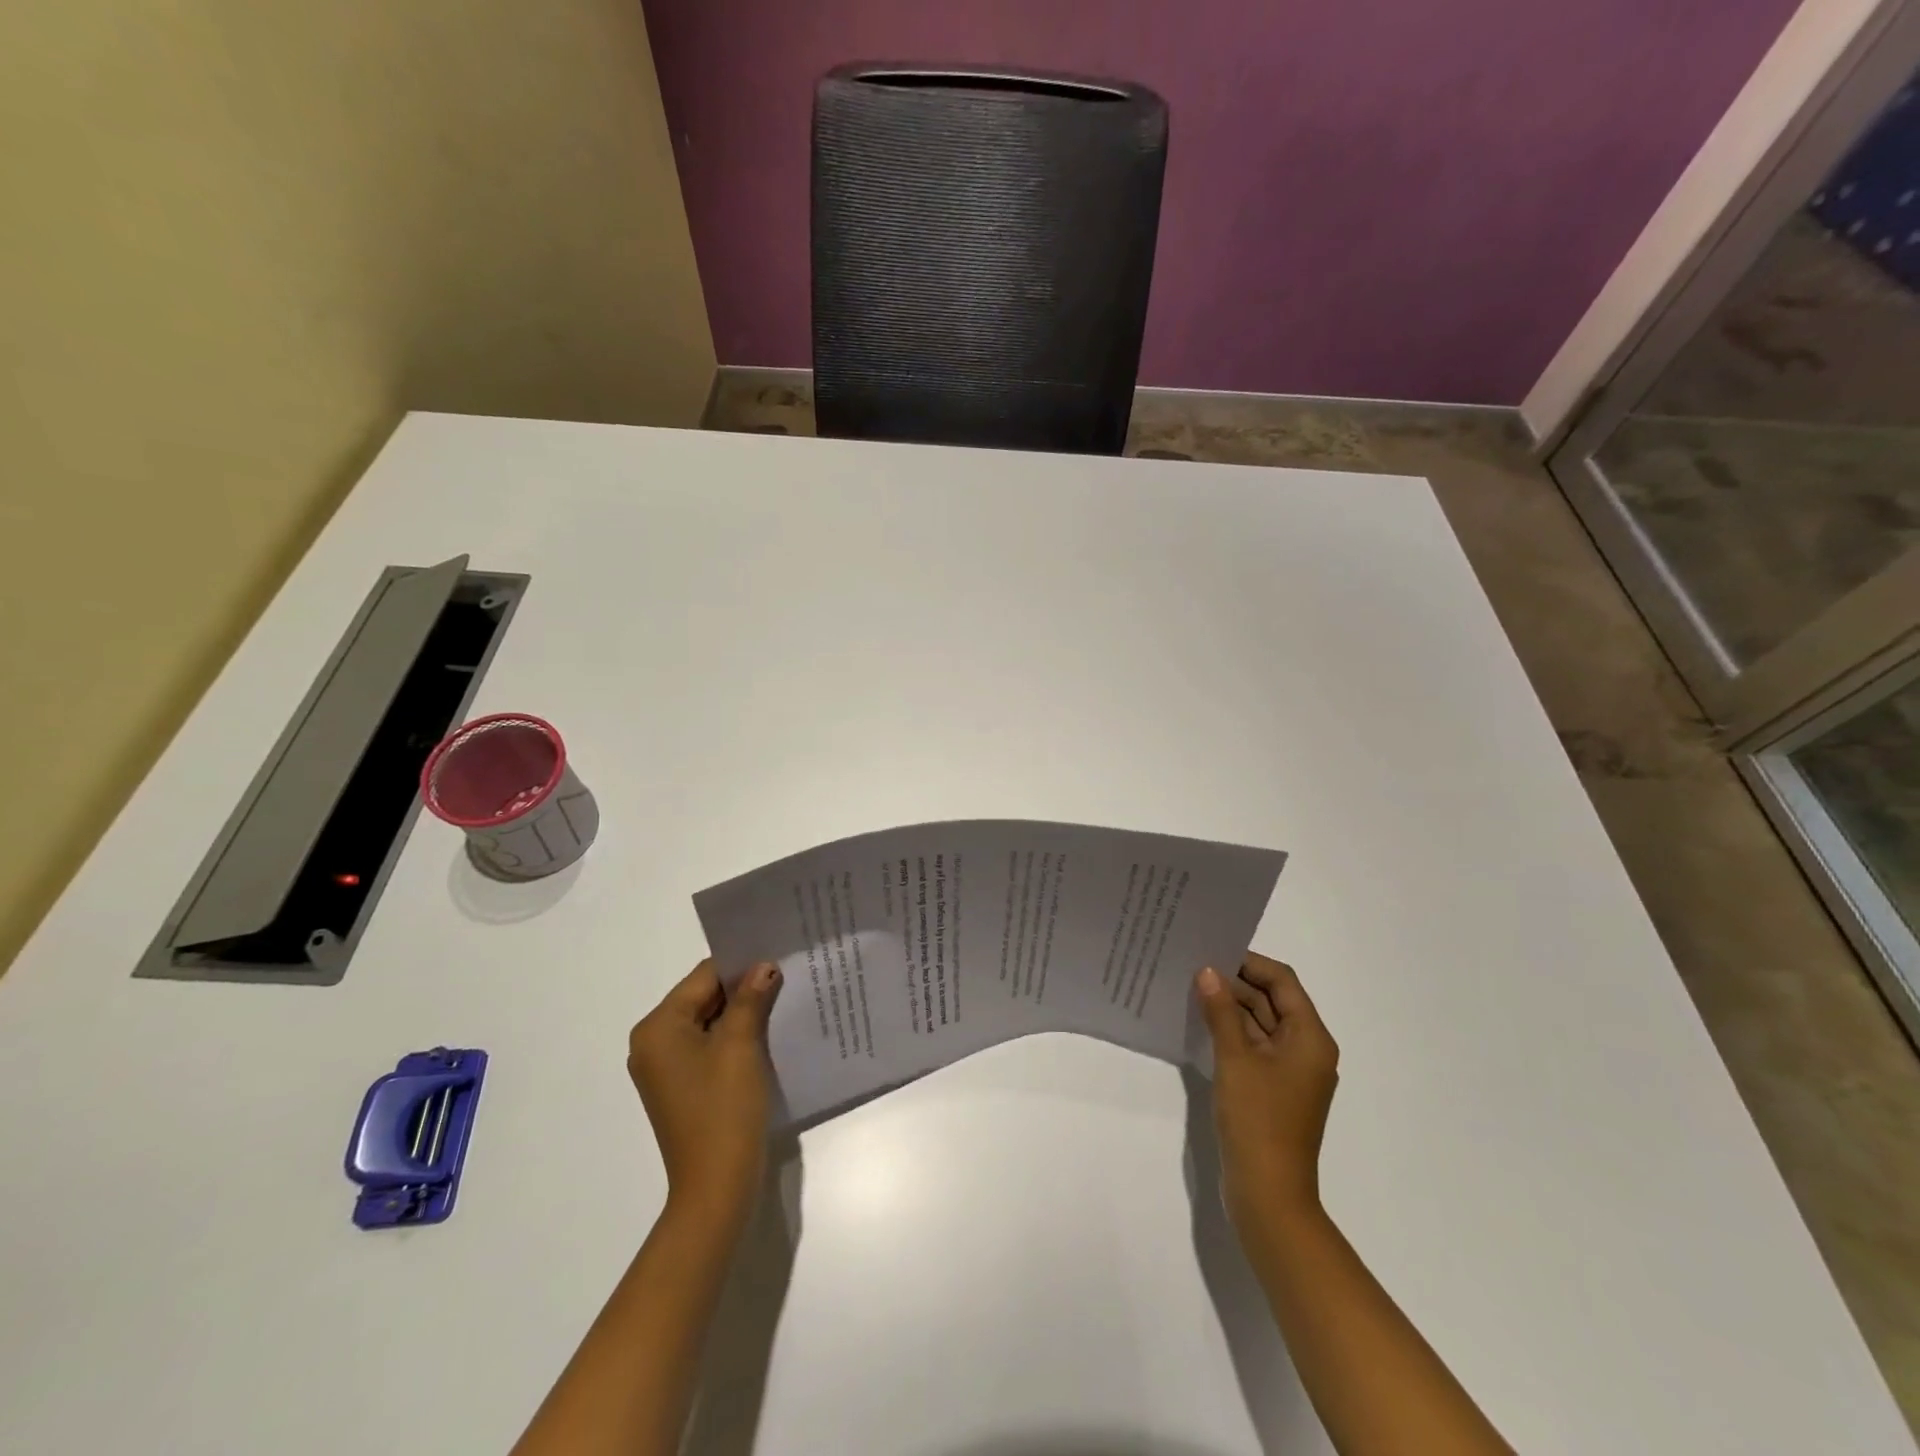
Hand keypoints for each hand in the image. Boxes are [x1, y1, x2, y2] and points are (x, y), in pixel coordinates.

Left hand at [628, 958, 782, 1224]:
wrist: (716, 1187)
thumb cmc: (723, 1109)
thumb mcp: (740, 1044)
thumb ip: (750, 998)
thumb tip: (764, 966)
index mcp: (658, 1028)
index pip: (703, 977)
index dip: (742, 966)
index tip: (779, 959)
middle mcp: (654, 1043)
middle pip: (704, 998)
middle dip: (744, 988)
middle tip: (787, 976)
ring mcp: (667, 1068)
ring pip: (710, 1022)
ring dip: (743, 1013)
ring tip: (784, 1000)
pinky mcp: (684, 1087)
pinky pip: (710, 1047)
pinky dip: (736, 1038)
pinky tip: (769, 1034)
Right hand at [1195, 953, 1338, 1226]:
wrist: (1268, 1195)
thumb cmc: (1258, 1121)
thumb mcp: (1236, 1059)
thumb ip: (1221, 1011)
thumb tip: (1207, 971)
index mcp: (1310, 1038)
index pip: (1282, 981)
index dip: (1249, 963)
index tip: (1211, 951)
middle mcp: (1305, 1049)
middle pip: (1271, 1001)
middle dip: (1234, 984)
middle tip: (1191, 967)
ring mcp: (1289, 1072)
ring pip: (1259, 1024)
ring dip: (1229, 1008)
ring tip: (1188, 989)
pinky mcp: (1271, 1090)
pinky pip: (1252, 1048)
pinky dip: (1229, 1033)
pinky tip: (1199, 1024)